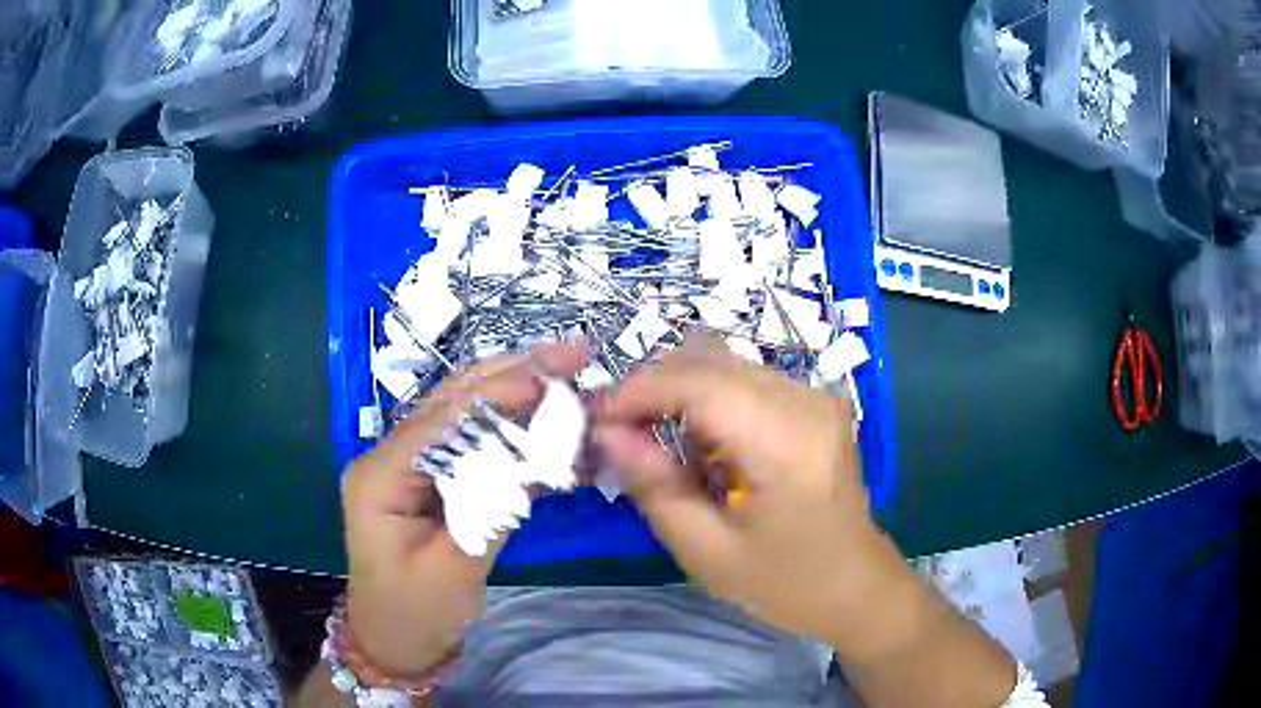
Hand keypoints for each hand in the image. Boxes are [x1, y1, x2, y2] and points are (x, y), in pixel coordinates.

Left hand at [342, 344, 587, 675]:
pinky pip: (470, 439)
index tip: (555, 377)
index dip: (500, 394)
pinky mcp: (427, 476)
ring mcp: (406, 462)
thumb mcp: (454, 570)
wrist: (392, 641)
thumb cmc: (415, 613)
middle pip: (452, 400)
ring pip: (463, 411)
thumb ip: (492, 508)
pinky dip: (510, 423)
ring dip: (514, 387)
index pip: (443, 419)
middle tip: (573, 352)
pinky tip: (542, 411)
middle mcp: (388, 455)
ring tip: (564, 367)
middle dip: (512, 372)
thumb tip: (541, 457)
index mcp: (381, 475)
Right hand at [595, 334, 890, 637]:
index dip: (638, 391)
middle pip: (709, 360)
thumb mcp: (707, 551)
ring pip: (725, 364)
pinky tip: (705, 449)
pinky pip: (746, 381)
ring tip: (661, 447)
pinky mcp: (815, 404)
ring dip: (680, 394)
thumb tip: (606, 432)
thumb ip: (654, 486)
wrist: (857, 587)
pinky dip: (709, 402)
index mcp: (786, 442)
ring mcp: (815, 397)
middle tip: (619, 435)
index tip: (595, 419)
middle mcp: (805, 401)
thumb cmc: (785, 584)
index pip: (698, 383)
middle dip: (653, 388)